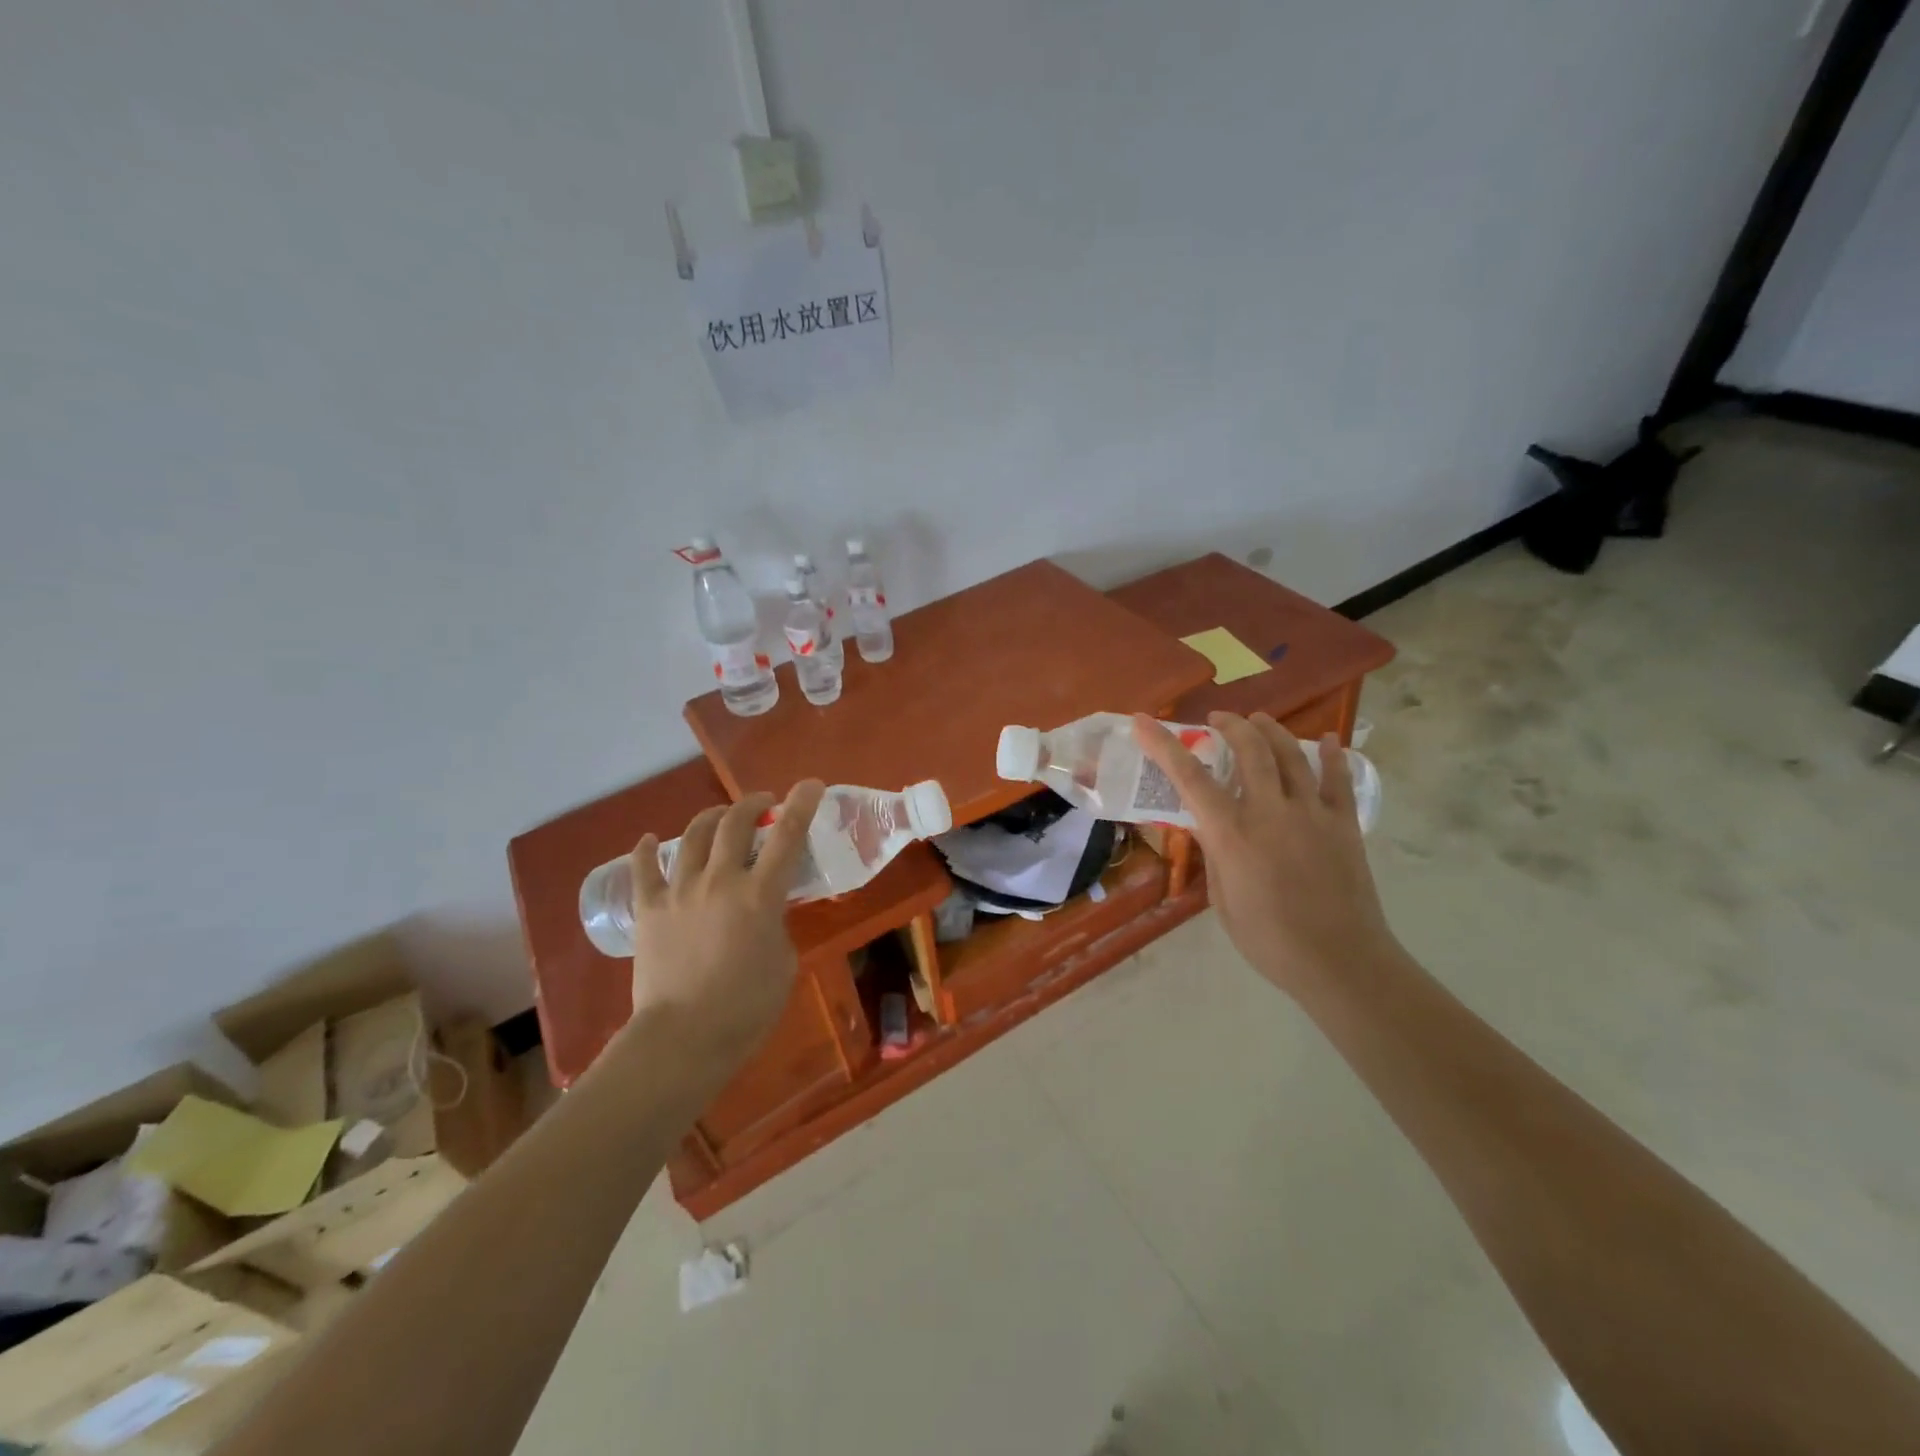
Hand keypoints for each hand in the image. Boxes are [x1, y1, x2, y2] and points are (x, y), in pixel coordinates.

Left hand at [623, 780, 825, 1072]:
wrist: (683, 1038)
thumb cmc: (747, 1007)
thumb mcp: (784, 960)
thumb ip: (777, 924)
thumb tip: (765, 911)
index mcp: (759, 894)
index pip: (787, 836)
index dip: (802, 804)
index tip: (810, 784)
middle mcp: (719, 880)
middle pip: (735, 823)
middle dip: (753, 804)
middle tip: (764, 804)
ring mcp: (679, 891)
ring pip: (693, 836)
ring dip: (711, 817)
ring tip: (720, 816)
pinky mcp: (648, 909)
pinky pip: (644, 870)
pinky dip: (646, 851)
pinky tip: (648, 840)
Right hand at [1134, 712, 1398, 997]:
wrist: (1340, 962)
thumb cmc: (1269, 940)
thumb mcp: (1223, 901)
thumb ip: (1216, 854)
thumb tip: (1210, 827)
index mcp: (1232, 834)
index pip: (1189, 778)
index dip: (1162, 745)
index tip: (1143, 721)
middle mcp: (1270, 812)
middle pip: (1249, 750)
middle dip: (1229, 725)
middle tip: (1217, 719)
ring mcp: (1312, 813)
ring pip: (1291, 754)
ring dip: (1270, 730)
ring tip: (1257, 720)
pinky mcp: (1344, 824)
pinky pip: (1338, 779)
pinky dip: (1331, 755)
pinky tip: (1326, 739)